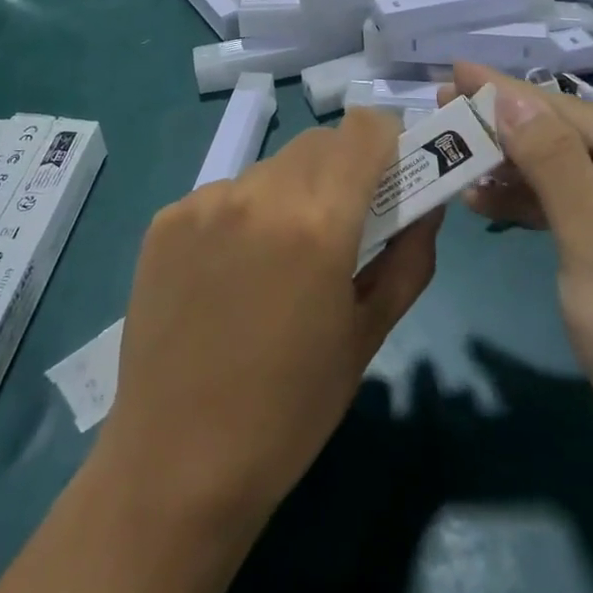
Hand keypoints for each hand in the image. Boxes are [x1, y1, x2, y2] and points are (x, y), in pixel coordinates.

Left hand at [99, 109, 441, 529]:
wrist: (177, 464)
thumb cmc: (290, 410)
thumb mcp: (367, 337)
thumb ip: (407, 260)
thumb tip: (426, 207)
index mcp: (319, 222)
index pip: (364, 128)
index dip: (384, 141)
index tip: (387, 173)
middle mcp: (260, 194)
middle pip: (317, 144)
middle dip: (339, 169)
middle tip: (337, 225)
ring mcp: (205, 203)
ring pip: (269, 168)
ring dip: (287, 194)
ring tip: (275, 259)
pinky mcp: (166, 219)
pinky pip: (221, 195)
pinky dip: (239, 216)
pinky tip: (227, 274)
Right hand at [452, 64, 592, 491]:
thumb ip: (551, 160)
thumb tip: (509, 95)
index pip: (566, 111)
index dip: (501, 92)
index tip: (449, 73)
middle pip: (570, 140)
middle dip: (504, 131)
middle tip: (442, 114)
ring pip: (575, 178)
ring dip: (516, 172)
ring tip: (457, 160)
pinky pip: (586, 214)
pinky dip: (542, 210)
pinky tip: (495, 206)